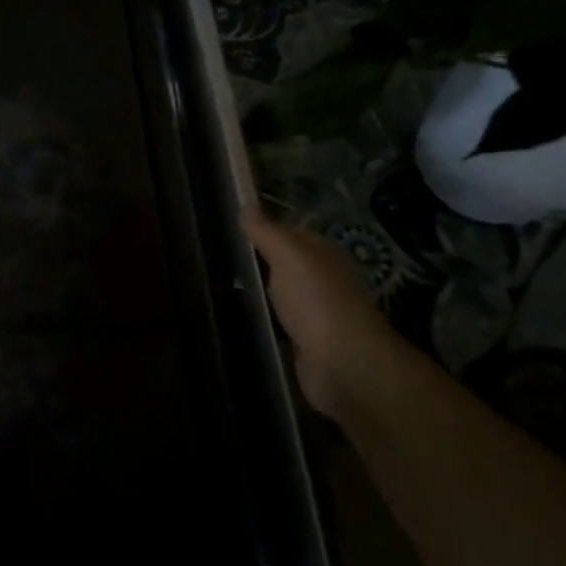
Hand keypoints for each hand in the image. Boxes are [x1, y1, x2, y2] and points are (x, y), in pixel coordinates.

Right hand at [243, 208, 403, 419]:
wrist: (343, 364)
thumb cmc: (316, 300)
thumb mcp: (288, 255)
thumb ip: (266, 230)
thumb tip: (247, 201)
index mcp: (324, 254)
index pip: (292, 231)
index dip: (265, 226)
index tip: (232, 224)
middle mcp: (324, 280)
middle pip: (289, 263)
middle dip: (262, 258)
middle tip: (222, 252)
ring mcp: (318, 313)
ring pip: (285, 293)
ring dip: (264, 289)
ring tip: (226, 282)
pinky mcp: (308, 343)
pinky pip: (283, 322)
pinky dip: (268, 318)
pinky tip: (246, 315)